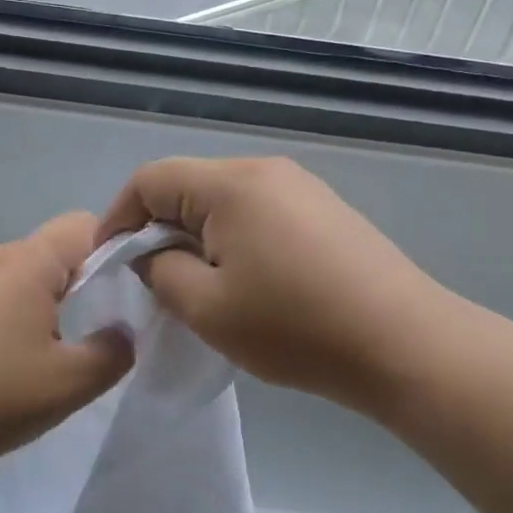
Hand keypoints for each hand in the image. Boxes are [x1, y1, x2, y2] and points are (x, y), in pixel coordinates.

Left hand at [0, 211, 133, 481]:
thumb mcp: (69, 385)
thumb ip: (113, 353)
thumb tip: (120, 334)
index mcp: (24, 264)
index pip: (82, 226)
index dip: (109, 252)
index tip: (114, 299)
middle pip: (45, 254)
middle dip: (69, 289)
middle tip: (71, 342)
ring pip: (9, 278)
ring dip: (28, 307)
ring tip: (23, 361)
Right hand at [97, 157, 450, 415]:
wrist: (402, 342)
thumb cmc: (294, 327)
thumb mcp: (206, 307)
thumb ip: (160, 271)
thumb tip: (152, 254)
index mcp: (231, 183)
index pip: (150, 179)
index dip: (118, 218)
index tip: (110, 264)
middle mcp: (265, 170)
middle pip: (188, 185)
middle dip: (158, 228)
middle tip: (152, 281)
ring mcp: (301, 187)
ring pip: (223, 201)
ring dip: (197, 235)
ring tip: (198, 285)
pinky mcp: (324, 210)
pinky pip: (258, 212)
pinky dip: (233, 238)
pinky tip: (246, 281)